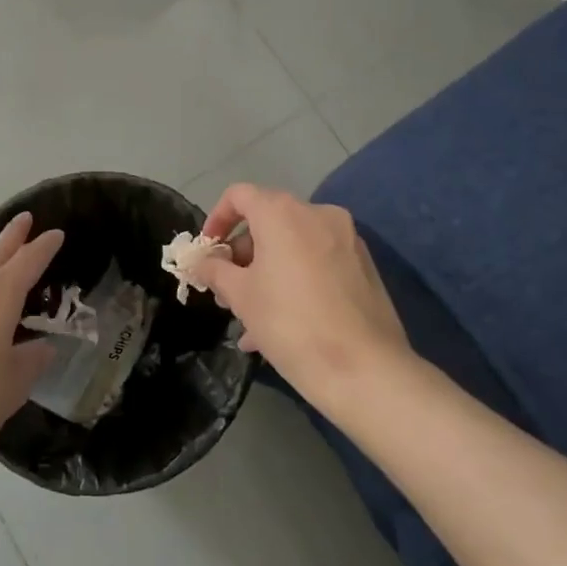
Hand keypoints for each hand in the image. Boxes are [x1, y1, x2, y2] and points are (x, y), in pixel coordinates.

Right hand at [188, 184, 411, 410]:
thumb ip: (215, 271)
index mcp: (283, 212)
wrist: (365, 369)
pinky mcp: (364, 266)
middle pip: (268, 221)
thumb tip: (202, 262)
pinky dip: (295, 282)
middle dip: (242, 255)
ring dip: (266, 273)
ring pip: (293, 247)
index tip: (208, 253)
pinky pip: (317, 264)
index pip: (239, 196)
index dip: (216, 219)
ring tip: (250, 318)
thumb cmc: (290, 323)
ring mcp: (346, 239)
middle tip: (226, 291)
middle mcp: (318, 214)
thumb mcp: (241, 296)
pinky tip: (282, 326)